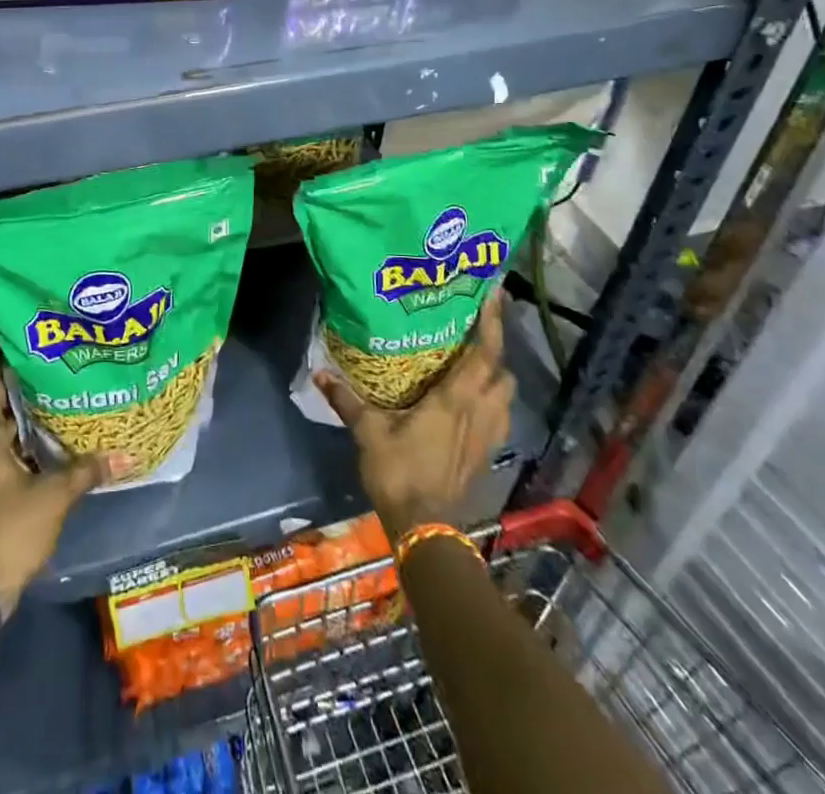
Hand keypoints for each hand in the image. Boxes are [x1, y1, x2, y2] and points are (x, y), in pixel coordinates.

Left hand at [0, 367, 128, 611]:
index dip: (15, 362)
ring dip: (24, 423)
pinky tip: (46, 450)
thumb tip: (126, 455)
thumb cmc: (10, 528)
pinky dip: (17, 447)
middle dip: (29, 393)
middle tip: (63, 379)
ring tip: (61, 410)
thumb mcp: (55, 496)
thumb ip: (87, 469)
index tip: (43, 351)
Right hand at [316, 294, 514, 540]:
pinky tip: (471, 402)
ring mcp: (487, 436)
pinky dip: (492, 402)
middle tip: (476, 329)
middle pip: (502, 372)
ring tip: (475, 362)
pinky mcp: (485, 455)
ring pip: (505, 396)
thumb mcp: (368, 432)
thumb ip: (347, 400)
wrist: (425, 529)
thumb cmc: (400, 472)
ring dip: (497, 377)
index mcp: (455, 400)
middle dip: (496, 348)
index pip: (484, 354)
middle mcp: (479, 412)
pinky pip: (498, 418)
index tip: (494, 295)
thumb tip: (319, 372)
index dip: (492, 323)